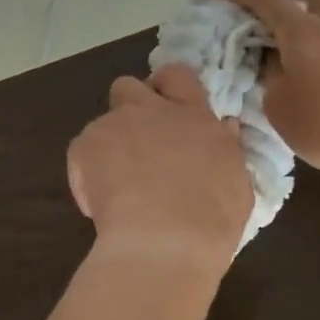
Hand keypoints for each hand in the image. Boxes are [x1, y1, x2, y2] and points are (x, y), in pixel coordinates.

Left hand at [67, 64, 252, 267]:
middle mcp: (151, 111)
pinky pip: (82, 152)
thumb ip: (227, 150)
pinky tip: (101, 201)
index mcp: (193, 116)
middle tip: (140, 142)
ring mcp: (114, 126)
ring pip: (103, 122)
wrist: (163, 242)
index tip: (169, 110)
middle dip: (130, 108)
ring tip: (118, 183)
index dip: (169, 88)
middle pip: (129, 87)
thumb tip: (224, 129)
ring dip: (110, 143)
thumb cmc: (211, 219)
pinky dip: (88, 172)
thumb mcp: (237, 182)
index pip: (178, 76)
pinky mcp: (84, 148)